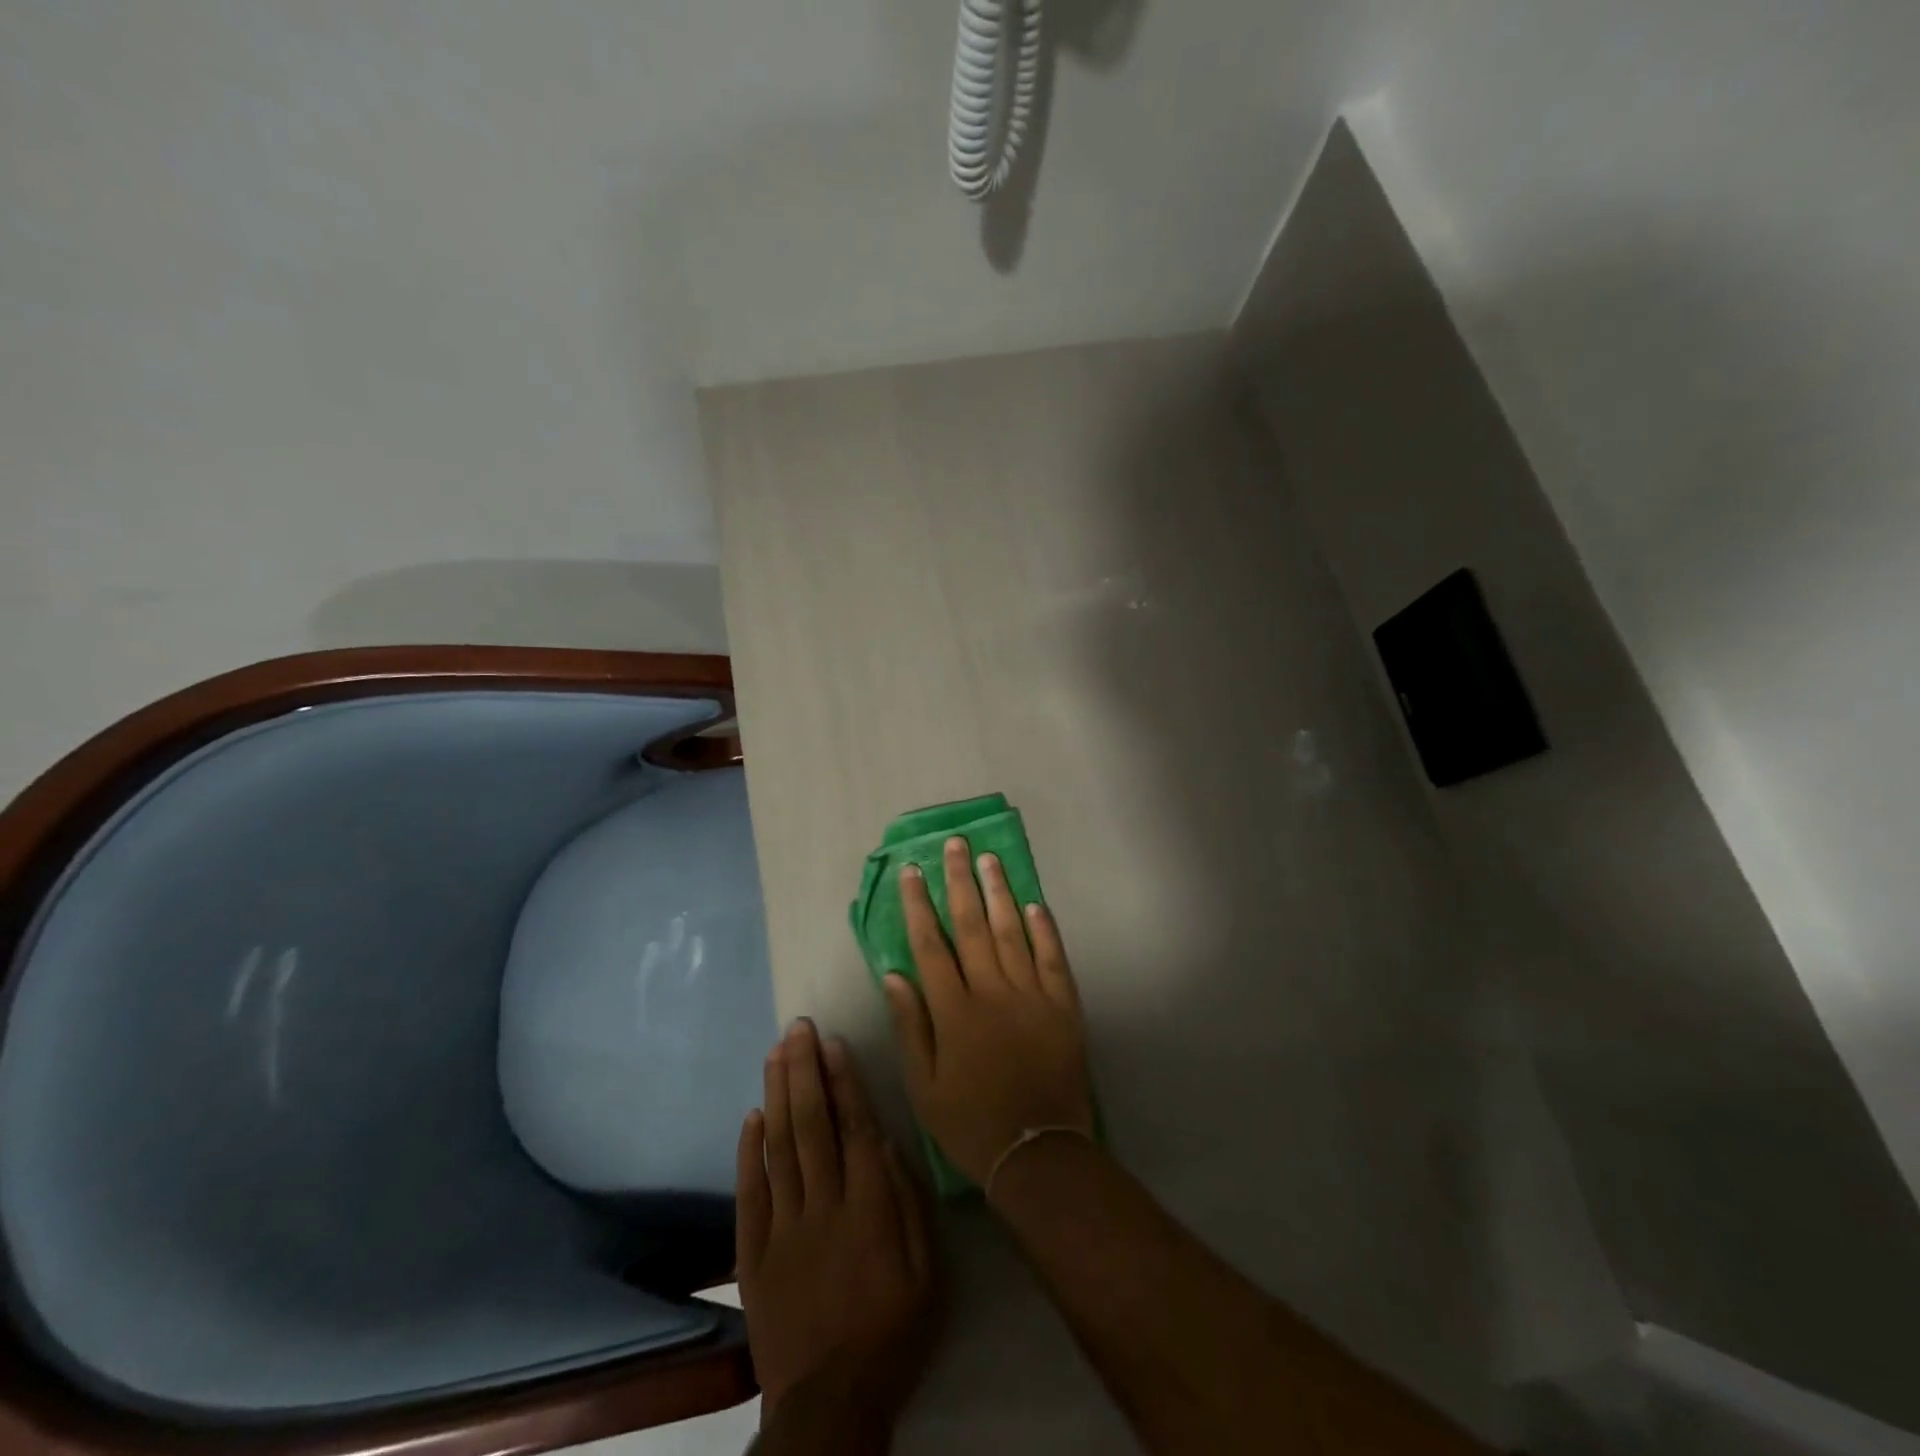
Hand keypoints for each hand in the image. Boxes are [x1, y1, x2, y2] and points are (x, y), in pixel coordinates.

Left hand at [736, 1020, 940, 1426]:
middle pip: (810, 1124)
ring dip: (778, 1094)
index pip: (853, 1126)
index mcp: (868, 1206)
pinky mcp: (754, 1253)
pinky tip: (751, 1115)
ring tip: (776, 1052)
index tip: (832, 1042)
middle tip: (797, 1027)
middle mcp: (823, 1204)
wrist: (830, 1404)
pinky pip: (749, 1193)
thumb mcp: (926, 1269)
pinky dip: (749, 1151)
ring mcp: (783, 1227)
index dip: (843, 1080)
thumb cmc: (892, 1330)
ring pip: (779, 1146)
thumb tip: (885, 1140)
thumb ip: (906, 1199)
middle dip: (804, 1070)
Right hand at [884, 837, 1094, 1187]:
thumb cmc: (971, 1122)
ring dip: (999, 892)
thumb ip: (910, 1026)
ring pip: (1011, 931)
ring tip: (989, 859)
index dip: (918, 904)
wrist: (1037, 1153)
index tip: (912, 871)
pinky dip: (1044, 928)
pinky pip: (1052, 958)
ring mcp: (1031, 995)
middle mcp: (991, 991)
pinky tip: (1035, 903)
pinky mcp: (1062, 1005)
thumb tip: (894, 974)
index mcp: (954, 1010)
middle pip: (971, 925)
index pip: (930, 944)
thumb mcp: (924, 1086)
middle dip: (959, 881)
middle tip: (954, 845)